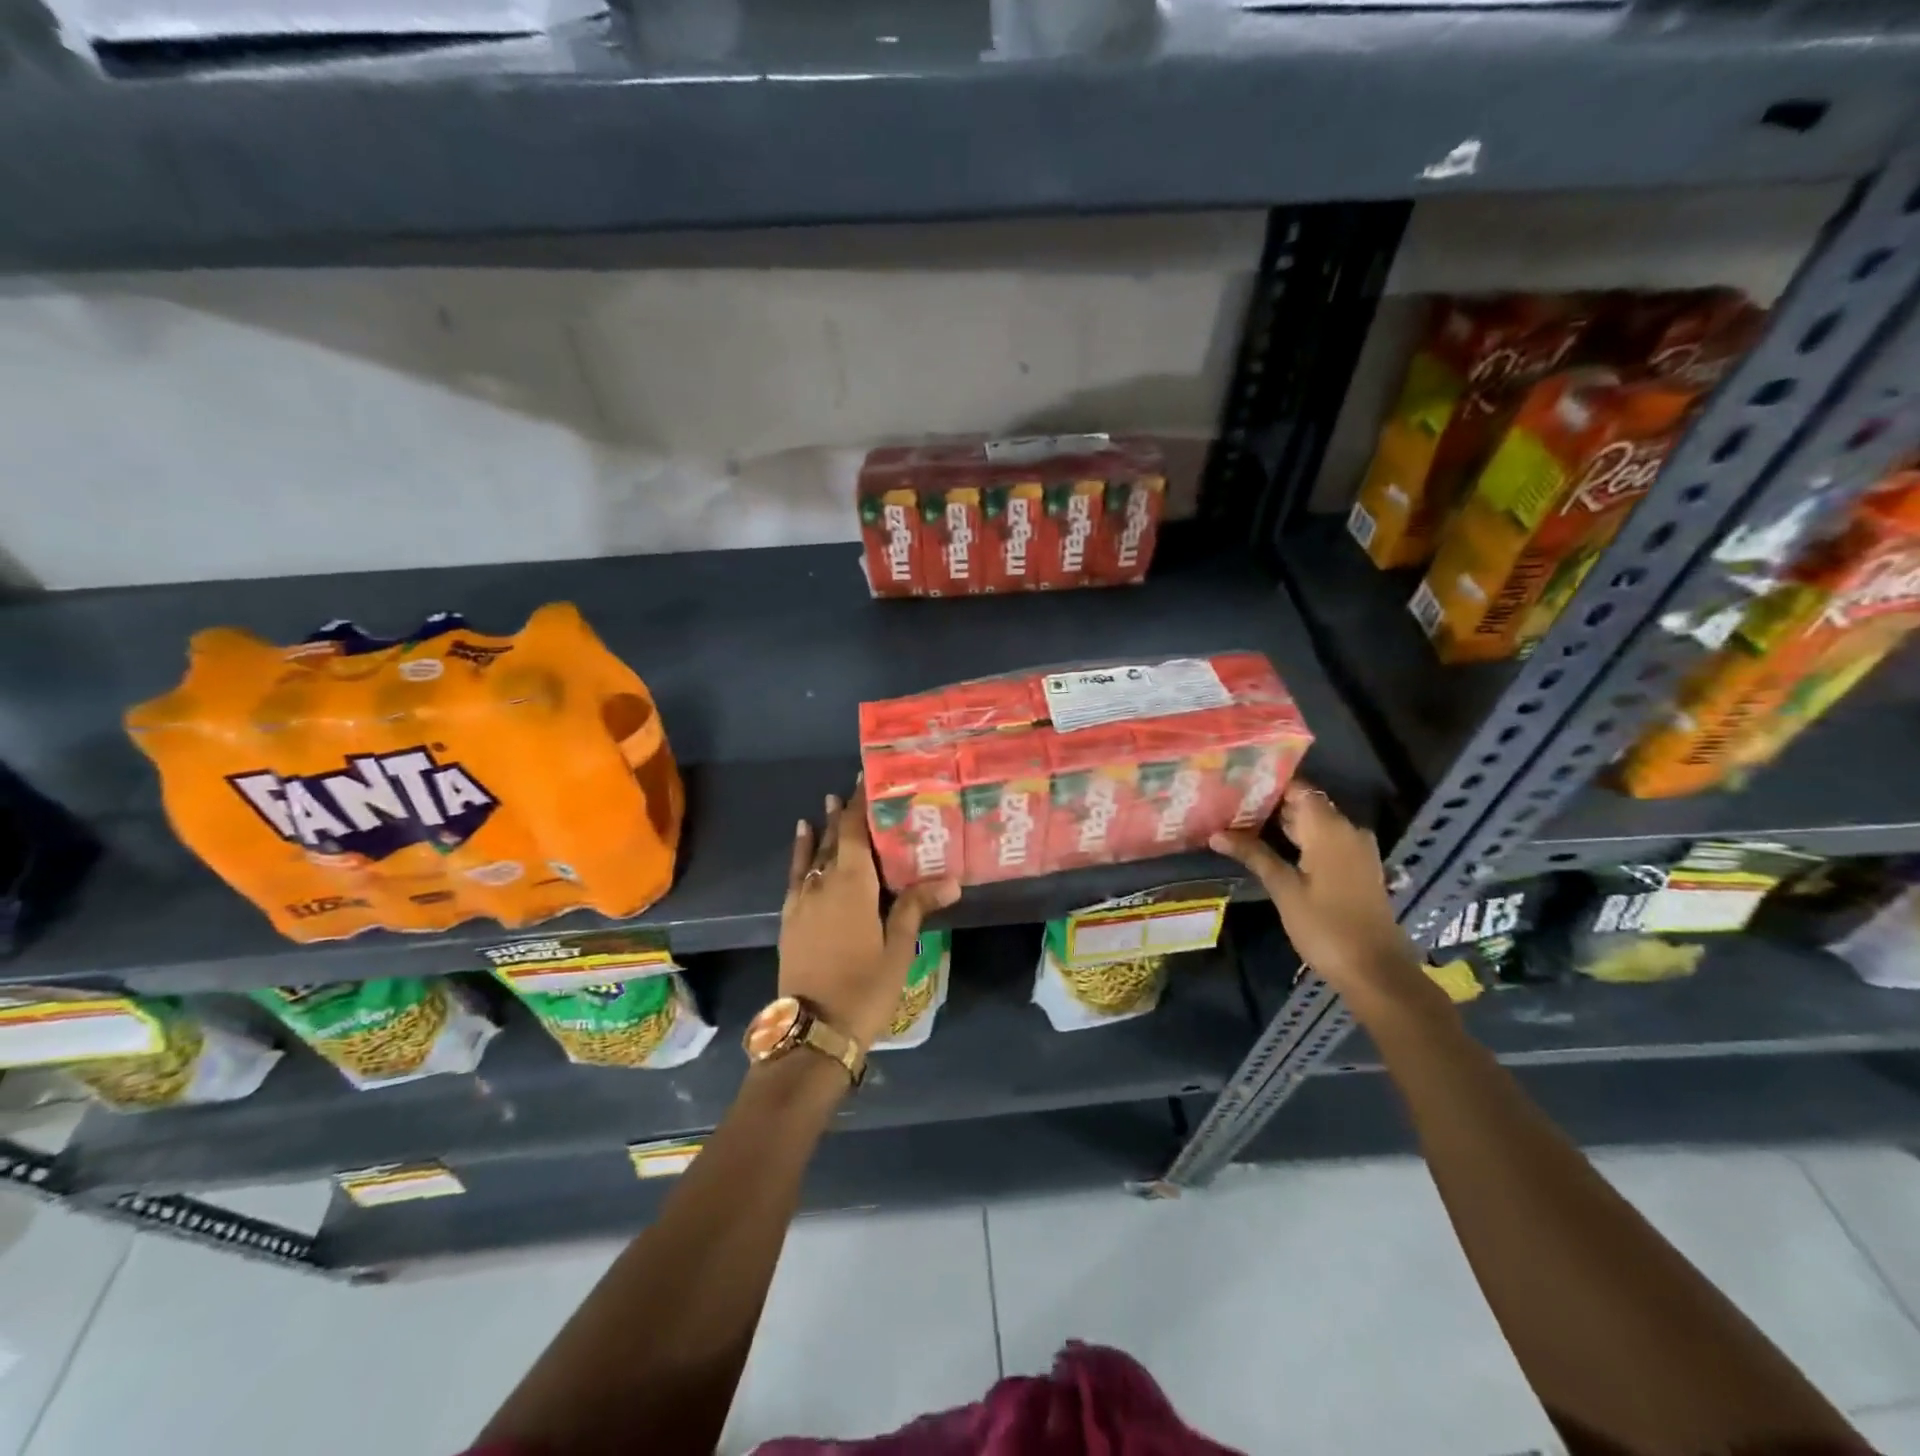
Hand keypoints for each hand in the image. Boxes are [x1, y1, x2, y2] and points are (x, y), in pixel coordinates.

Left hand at [780, 783, 960, 1049]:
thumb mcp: (897, 949)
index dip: (861, 805)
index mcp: (852, 885)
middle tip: (855, 787)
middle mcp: (824, 883)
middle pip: (836, 839)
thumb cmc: (864, 989)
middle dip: (846, 812)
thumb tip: (952, 879)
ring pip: (816, 854)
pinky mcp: (791, 917)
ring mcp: (803, 900)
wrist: (813, 1031)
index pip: (857, 833)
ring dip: (825, 828)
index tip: (866, 779)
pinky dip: (801, 853)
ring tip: (830, 801)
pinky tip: (803, 838)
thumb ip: (915, 906)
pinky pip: (796, 874)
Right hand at [1210, 780, 1428, 1010]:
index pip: (1298, 789)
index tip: (1235, 784)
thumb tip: (1217, 833)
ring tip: (1242, 823)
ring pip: (1314, 824)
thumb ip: (1254, 855)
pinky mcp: (1357, 868)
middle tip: (1229, 805)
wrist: (1375, 971)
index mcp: (1330, 829)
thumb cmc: (1326, 927)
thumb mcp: (1284, 890)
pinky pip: (1325, 841)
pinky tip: (1272, 847)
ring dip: (1283, 824)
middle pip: (1305, 805)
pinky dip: (1300, 840)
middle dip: (1270, 805)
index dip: (1267, 784)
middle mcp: (1347, 830)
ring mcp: (1356, 850)